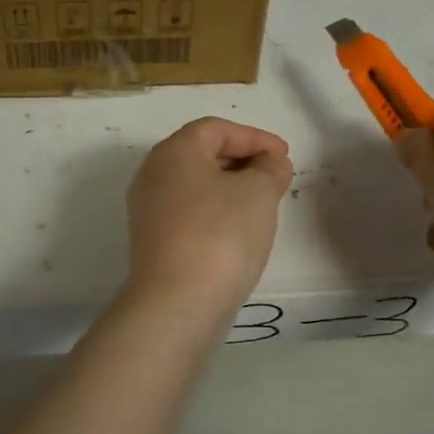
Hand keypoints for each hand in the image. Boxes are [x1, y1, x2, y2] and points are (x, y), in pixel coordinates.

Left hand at [124, 117, 293, 316]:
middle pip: (202, 154)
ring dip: (231, 187)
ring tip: (263, 203)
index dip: (254, 137)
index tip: (284, 155)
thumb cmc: (220, 235)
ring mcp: (148, 210)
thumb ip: (270, 169)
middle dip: (243, 160)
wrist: (177, 305)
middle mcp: (153, 174)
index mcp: (173, 151)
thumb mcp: (258, 193)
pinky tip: (239, 230)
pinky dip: (216, 211)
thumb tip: (270, 162)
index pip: (216, 129)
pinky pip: (189, 212)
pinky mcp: (152, 241)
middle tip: (276, 176)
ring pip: (196, 185)